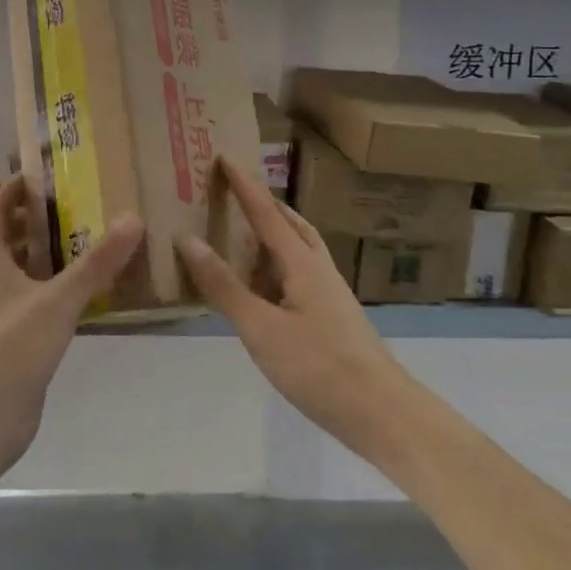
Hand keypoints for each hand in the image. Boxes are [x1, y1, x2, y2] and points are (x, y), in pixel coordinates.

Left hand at [0, 175, 143, 473]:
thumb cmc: (13, 346)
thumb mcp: (60, 299)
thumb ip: (97, 263)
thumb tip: (132, 219)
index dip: (9, 191)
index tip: (35, 176)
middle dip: (21, 223)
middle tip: (57, 211)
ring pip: (12, 274)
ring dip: (36, 257)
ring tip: (77, 245)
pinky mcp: (11, 341)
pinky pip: (28, 303)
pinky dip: (49, 291)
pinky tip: (80, 296)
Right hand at [177, 158, 411, 453]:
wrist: (382, 413)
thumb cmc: (319, 367)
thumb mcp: (261, 328)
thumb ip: (224, 286)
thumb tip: (188, 239)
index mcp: (302, 263)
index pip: (266, 213)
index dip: (244, 186)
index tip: (224, 156)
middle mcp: (318, 270)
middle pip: (291, 225)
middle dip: (263, 205)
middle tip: (235, 193)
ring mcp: (329, 294)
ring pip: (299, 250)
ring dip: (273, 234)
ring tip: (244, 234)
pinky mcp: (332, 318)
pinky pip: (299, 275)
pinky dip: (276, 266)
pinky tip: (263, 287)